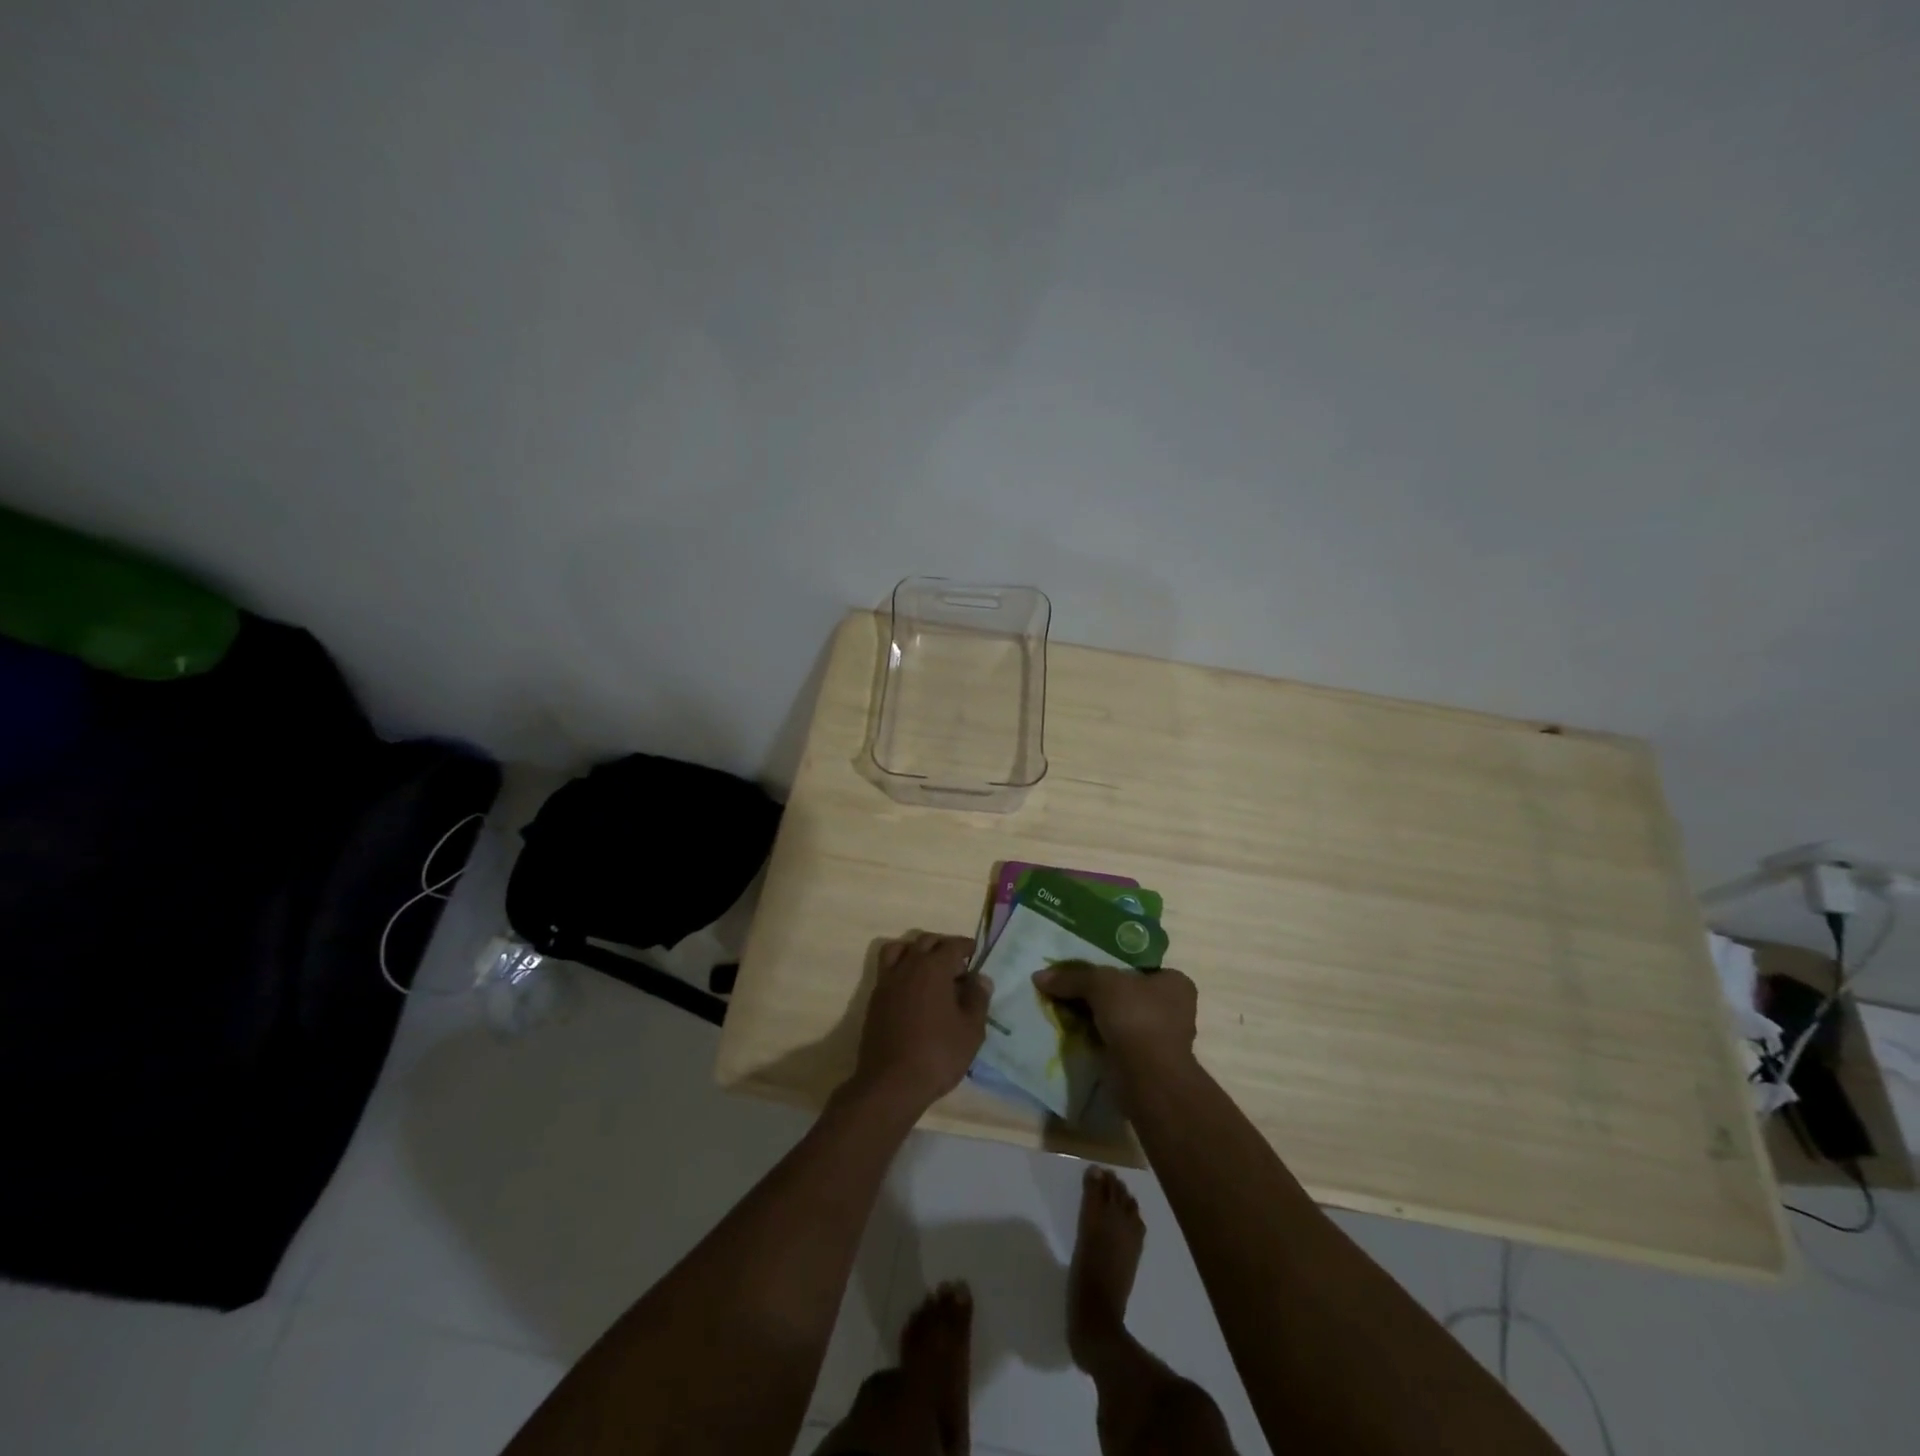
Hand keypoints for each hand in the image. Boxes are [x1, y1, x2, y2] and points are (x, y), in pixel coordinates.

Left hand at [849, 933, 991, 1115]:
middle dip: (943, 945)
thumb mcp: (971, 1030)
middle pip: (925, 941)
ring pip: (900, 949)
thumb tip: (980, 978)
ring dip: (917, 950)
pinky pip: (888, 968)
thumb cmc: (938, 1054)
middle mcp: (908, 966)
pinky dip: (901, 967)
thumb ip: (978, 999)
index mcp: (933, 968)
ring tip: (930, 968)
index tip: (975, 951)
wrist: (891, 1083)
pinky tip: (913, 989)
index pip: (952, 945)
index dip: (966, 946)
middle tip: (957, 963)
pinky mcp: (875, 998)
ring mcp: (887, 981)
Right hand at [1032, 962, 1198, 1080]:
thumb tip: (1039, 976)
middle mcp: (1174, 1009)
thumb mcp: (1100, 984)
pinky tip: (1075, 1035)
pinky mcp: (1146, 1063)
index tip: (1087, 970)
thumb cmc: (1136, 1017)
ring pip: (1120, 1020)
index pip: (1140, 967)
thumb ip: (1072, 977)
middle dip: (1100, 995)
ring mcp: (1161, 1039)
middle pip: (1127, 993)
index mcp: (1175, 983)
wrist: (1149, 1079)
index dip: (1112, 966)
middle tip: (1070, 990)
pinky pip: (1116, 1043)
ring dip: (1097, 1019)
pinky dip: (1098, 1040)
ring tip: (1065, 1012)